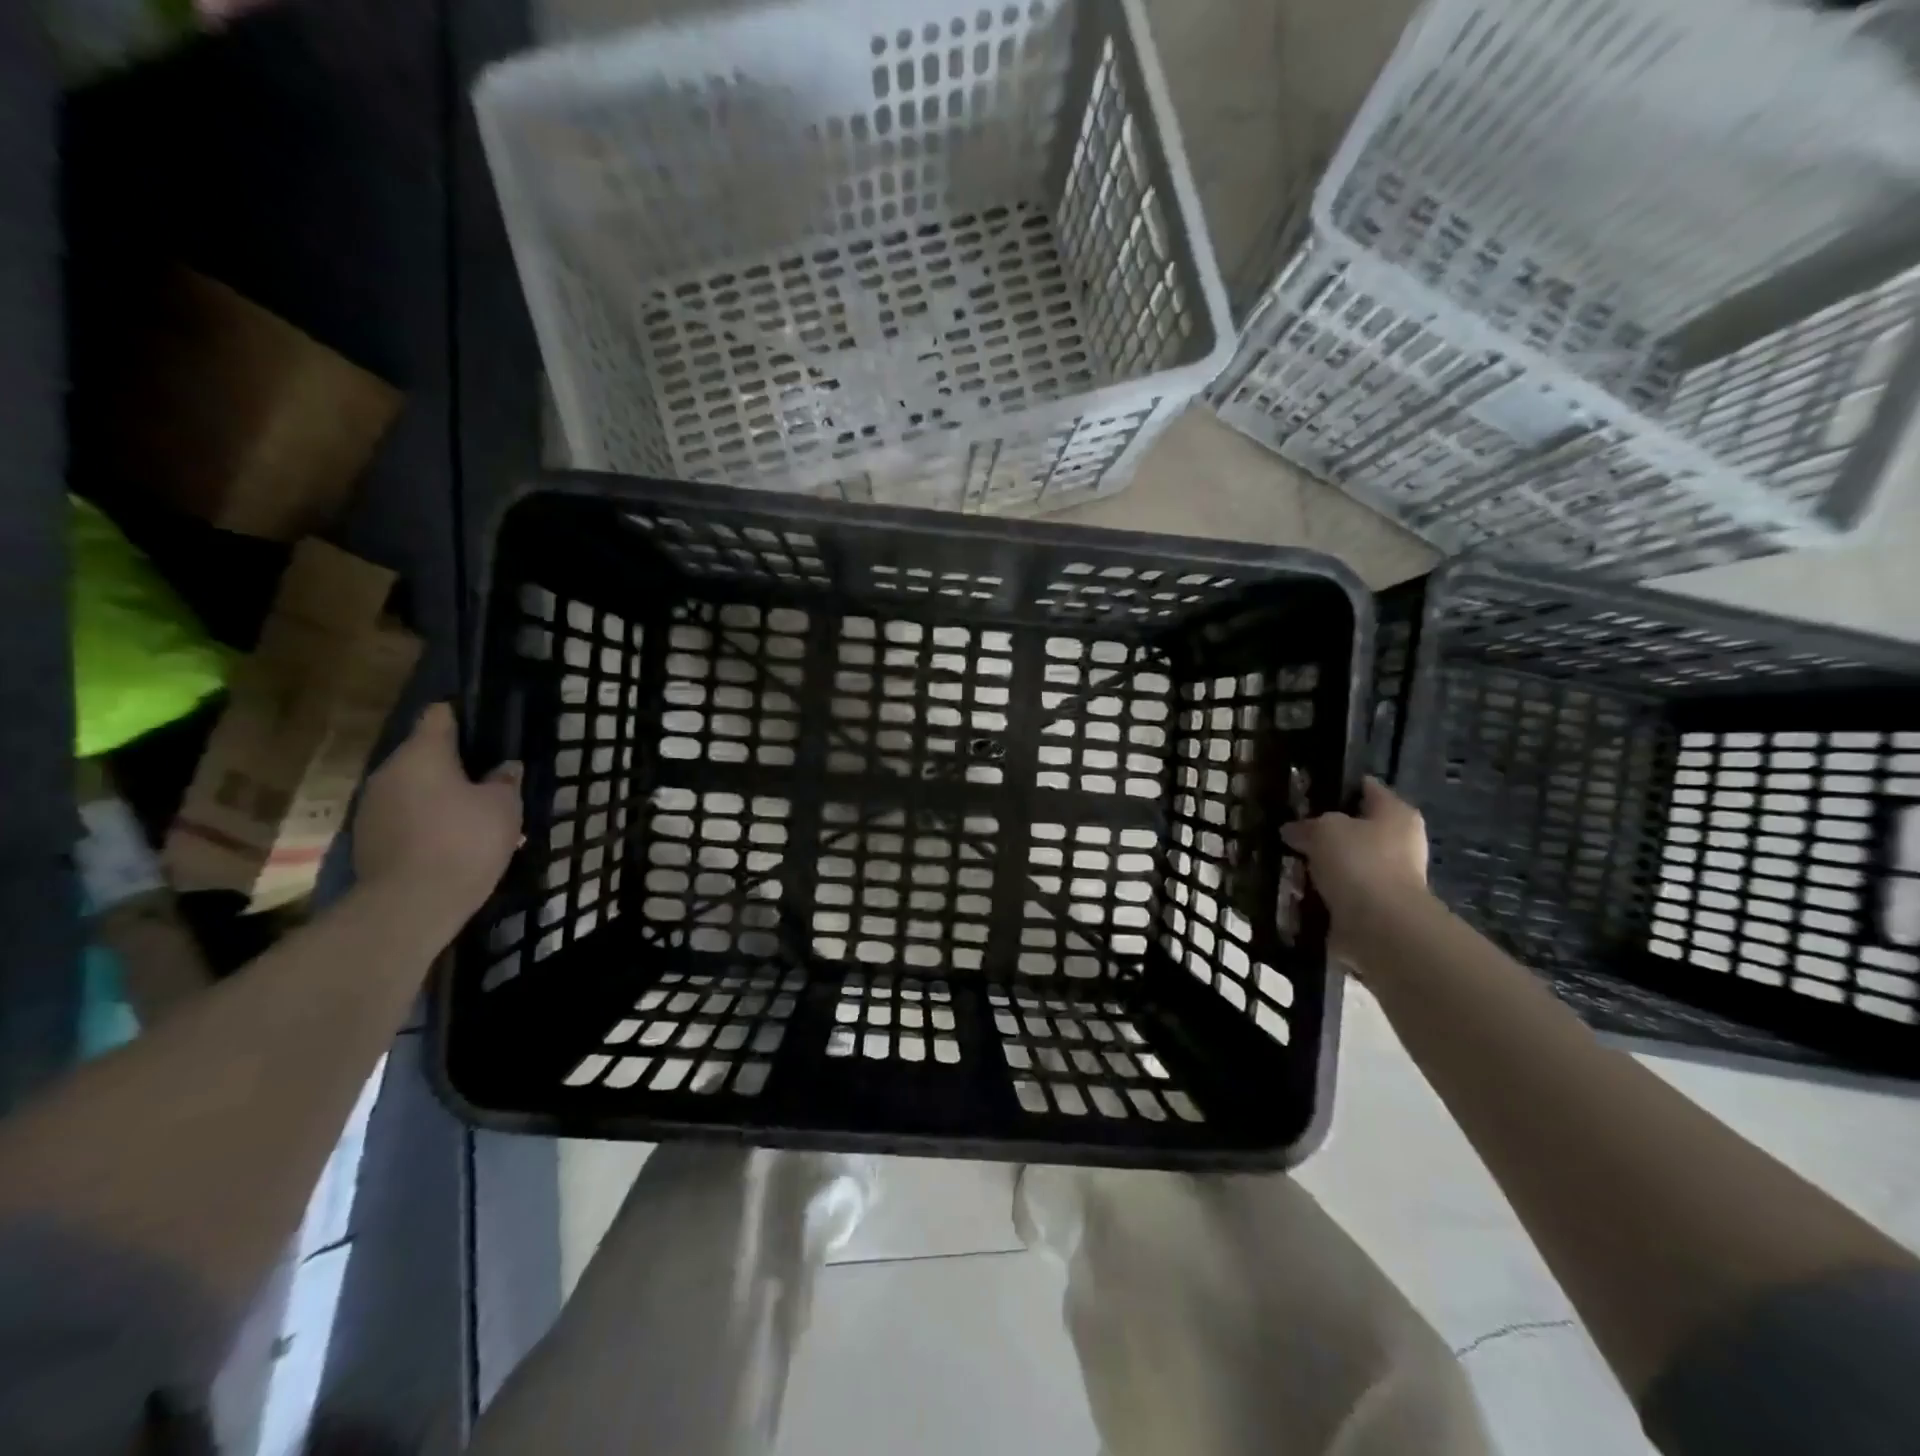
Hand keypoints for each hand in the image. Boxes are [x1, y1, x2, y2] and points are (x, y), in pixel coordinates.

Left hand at [352, 703, 522, 923]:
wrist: (411, 904)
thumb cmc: (465, 840)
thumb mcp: (504, 806)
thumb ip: (505, 780)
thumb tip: (504, 768)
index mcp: (421, 754)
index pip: (439, 716)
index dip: (464, 717)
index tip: (488, 728)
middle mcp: (388, 772)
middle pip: (424, 754)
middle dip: (456, 764)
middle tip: (490, 781)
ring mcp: (372, 807)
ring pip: (414, 788)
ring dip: (441, 796)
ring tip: (474, 816)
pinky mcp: (368, 839)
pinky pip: (405, 817)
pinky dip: (427, 821)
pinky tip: (452, 842)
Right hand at [1280, 777, 1431, 951]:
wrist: (1379, 926)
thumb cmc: (1358, 862)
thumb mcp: (1322, 829)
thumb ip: (1305, 825)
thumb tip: (1292, 830)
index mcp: (1396, 813)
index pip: (1366, 788)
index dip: (1337, 786)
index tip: (1305, 791)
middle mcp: (1400, 842)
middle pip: (1355, 828)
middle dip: (1324, 832)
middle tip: (1290, 831)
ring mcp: (1390, 878)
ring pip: (1345, 862)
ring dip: (1320, 865)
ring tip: (1286, 863)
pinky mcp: (1376, 907)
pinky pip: (1340, 892)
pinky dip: (1321, 892)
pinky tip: (1295, 891)